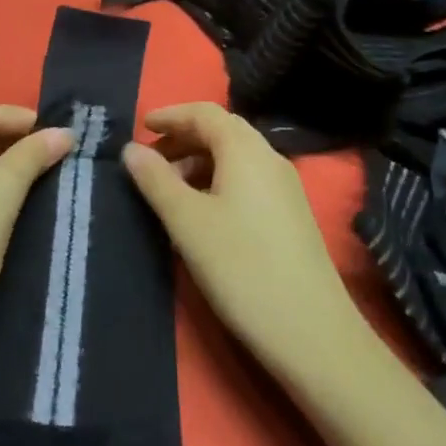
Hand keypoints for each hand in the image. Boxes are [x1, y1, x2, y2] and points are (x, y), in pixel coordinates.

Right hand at [123, 102, 360, 375]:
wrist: (313, 333)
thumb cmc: (241, 267)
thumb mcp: (187, 222)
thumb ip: (156, 180)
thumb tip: (132, 149)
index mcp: (245, 150)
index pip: (204, 112)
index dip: (171, 115)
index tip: (141, 127)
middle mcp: (269, 158)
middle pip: (222, 131)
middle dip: (183, 138)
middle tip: (150, 159)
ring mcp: (285, 187)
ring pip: (236, 157)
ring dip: (200, 161)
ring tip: (170, 189)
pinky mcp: (291, 215)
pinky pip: (248, 179)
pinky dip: (218, 180)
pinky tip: (203, 212)